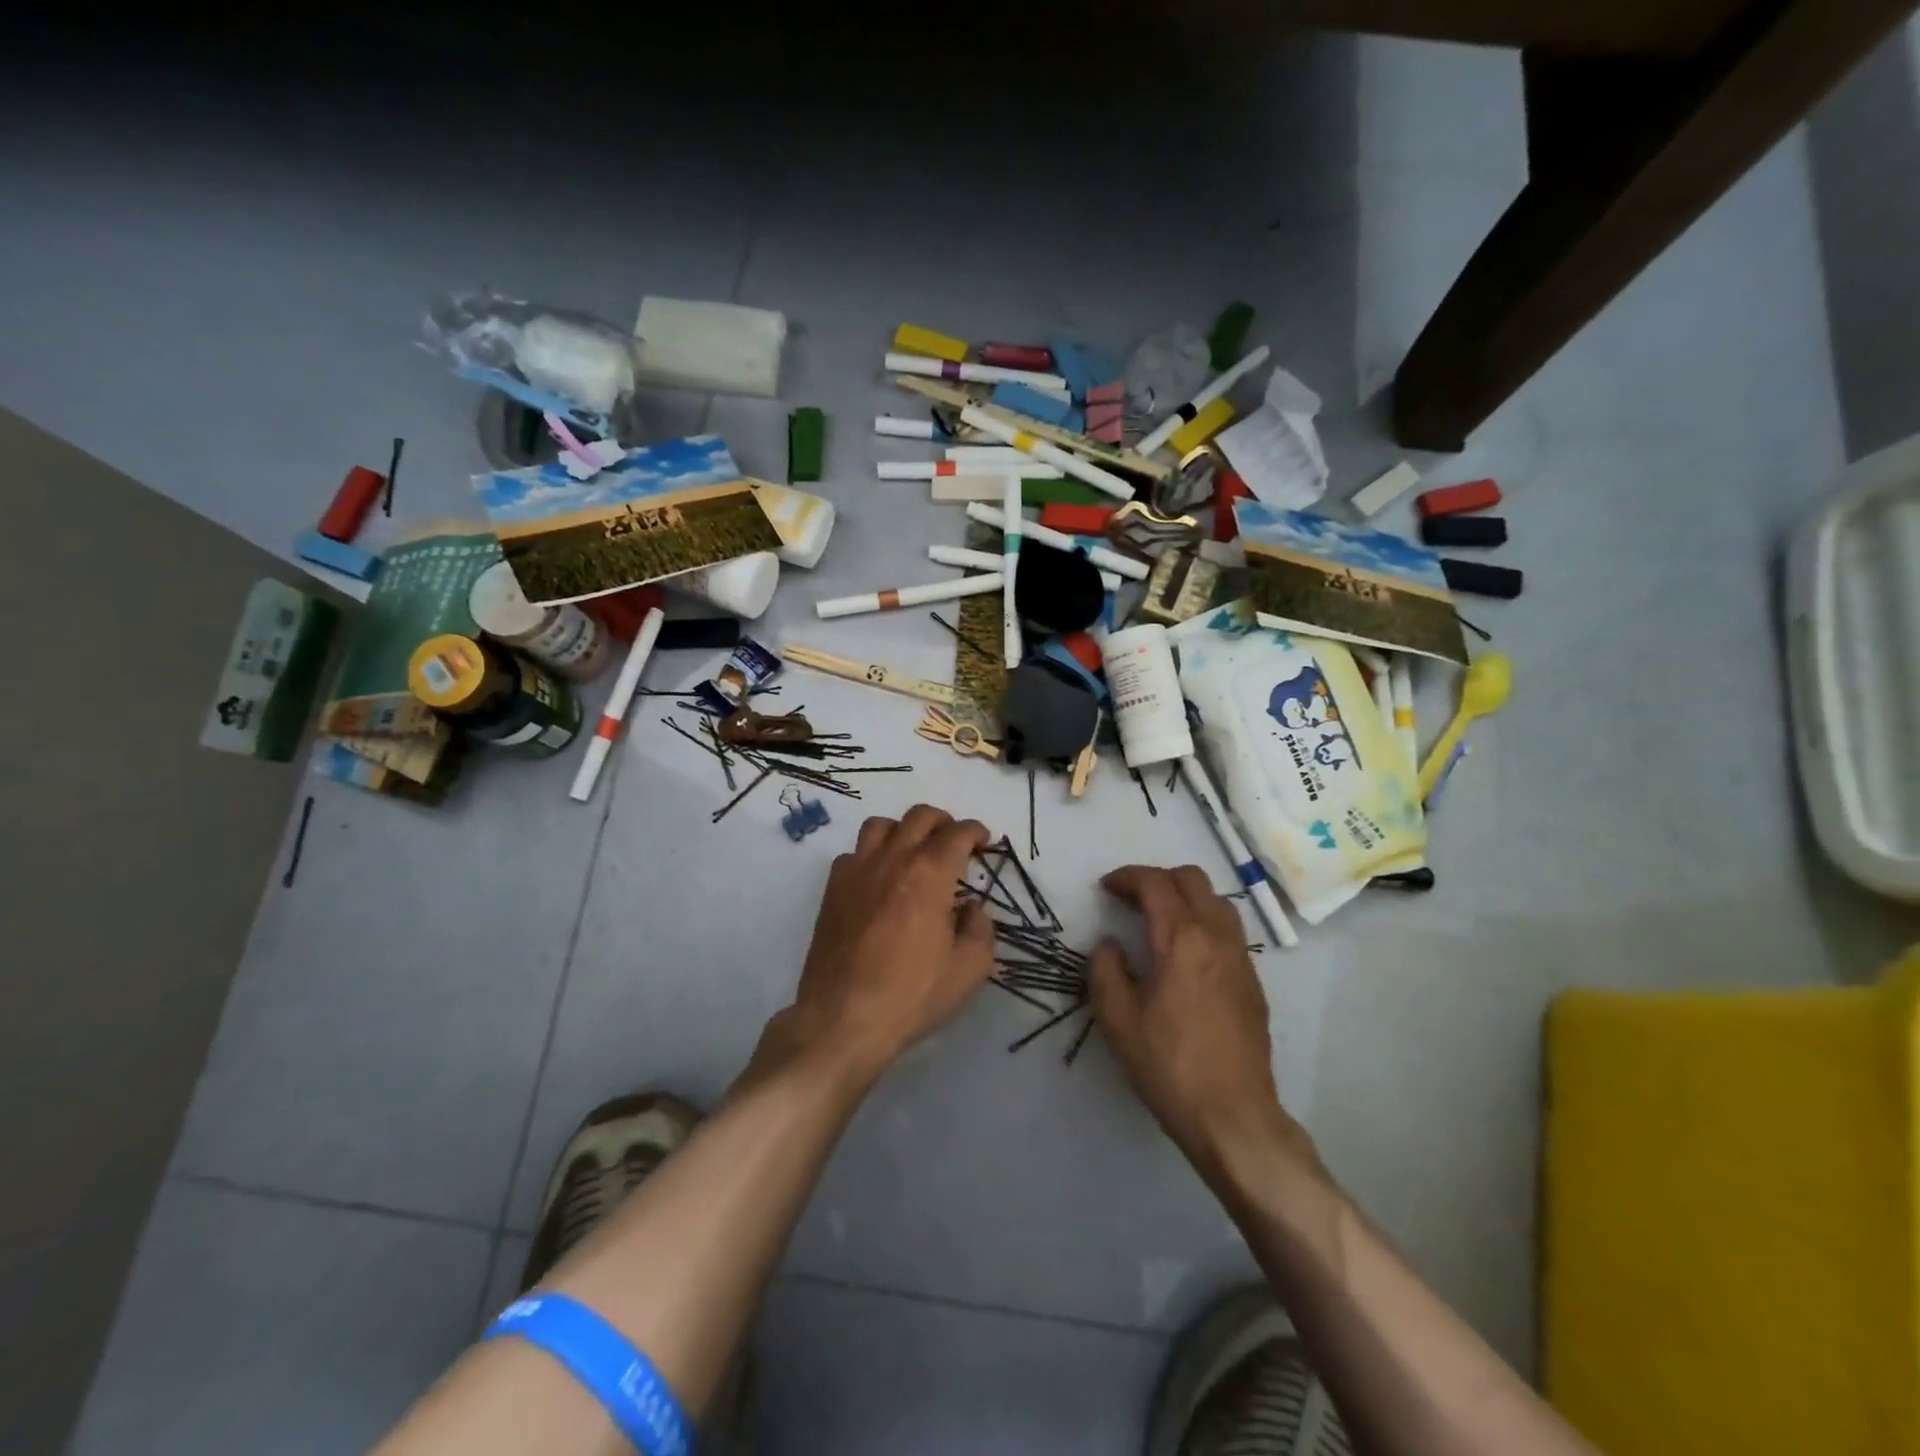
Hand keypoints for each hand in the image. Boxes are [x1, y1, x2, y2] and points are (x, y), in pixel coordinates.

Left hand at [761, 805, 994, 1083]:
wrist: (844, 1016)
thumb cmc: (913, 993)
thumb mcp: (970, 969)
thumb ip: (980, 929)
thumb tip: (970, 908)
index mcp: (930, 873)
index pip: (958, 833)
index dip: (975, 832)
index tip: (983, 842)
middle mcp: (893, 859)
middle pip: (919, 817)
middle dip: (943, 822)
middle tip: (953, 841)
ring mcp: (857, 870)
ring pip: (881, 825)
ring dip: (903, 830)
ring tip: (912, 851)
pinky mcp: (832, 889)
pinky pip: (853, 853)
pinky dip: (870, 856)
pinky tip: (878, 880)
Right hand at [1089, 865, 1318, 1183]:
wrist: (1234, 1117)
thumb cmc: (1170, 1066)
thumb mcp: (1118, 1020)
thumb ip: (1106, 970)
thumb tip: (1111, 946)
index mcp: (1182, 940)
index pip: (1156, 883)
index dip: (1127, 877)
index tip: (1106, 888)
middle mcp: (1217, 937)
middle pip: (1192, 879)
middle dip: (1158, 879)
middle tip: (1131, 901)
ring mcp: (1242, 958)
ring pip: (1217, 901)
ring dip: (1185, 898)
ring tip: (1159, 922)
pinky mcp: (1253, 982)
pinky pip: (1229, 931)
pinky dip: (1203, 922)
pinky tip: (1185, 957)